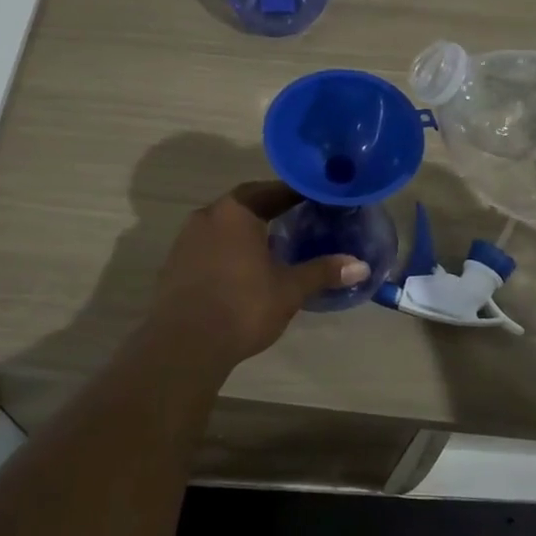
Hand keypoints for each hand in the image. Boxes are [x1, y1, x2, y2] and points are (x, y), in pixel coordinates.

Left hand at [146, 182, 368, 366]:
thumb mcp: (289, 289)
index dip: (295, 193)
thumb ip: (322, 272)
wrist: (184, 344)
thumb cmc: (242, 306)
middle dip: (270, 208)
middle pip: (244, 203)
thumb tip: (360, 266)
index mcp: (236, 211)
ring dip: (245, 230)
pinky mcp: (174, 264)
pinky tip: (241, 269)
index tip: (315, 198)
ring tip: (271, 244)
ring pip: (223, 225)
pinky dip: (227, 249)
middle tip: (296, 217)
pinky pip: (207, 246)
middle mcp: (207, 216)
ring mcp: (185, 240)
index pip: (271, 190)